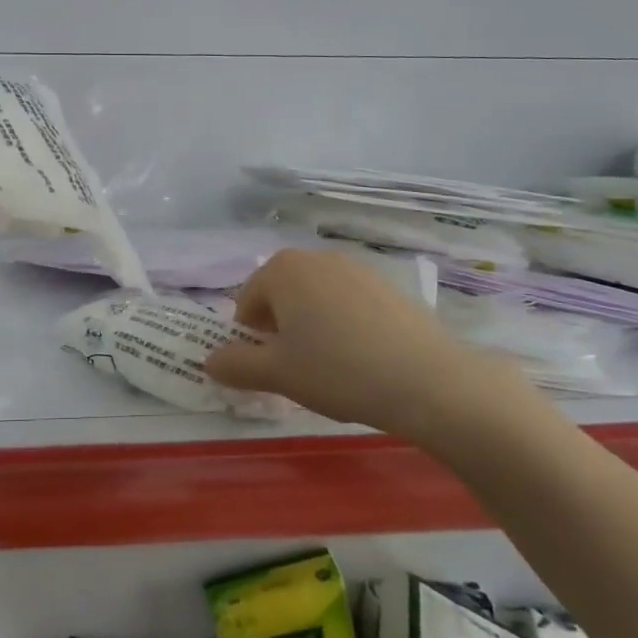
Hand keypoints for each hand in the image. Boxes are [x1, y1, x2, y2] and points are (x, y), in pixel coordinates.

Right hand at [203, 248, 521, 438]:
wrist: (428, 379)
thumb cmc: (337, 370)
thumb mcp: (277, 374)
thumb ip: (235, 365)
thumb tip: (209, 361)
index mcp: (282, 269)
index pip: (246, 301)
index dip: (250, 339)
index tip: (268, 370)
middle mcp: (316, 257)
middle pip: (281, 295)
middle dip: (280, 330)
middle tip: (297, 369)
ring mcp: (356, 267)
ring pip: (316, 298)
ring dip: (312, 327)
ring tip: (332, 367)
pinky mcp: (389, 285)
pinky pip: (349, 303)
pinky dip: (345, 325)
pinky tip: (363, 359)